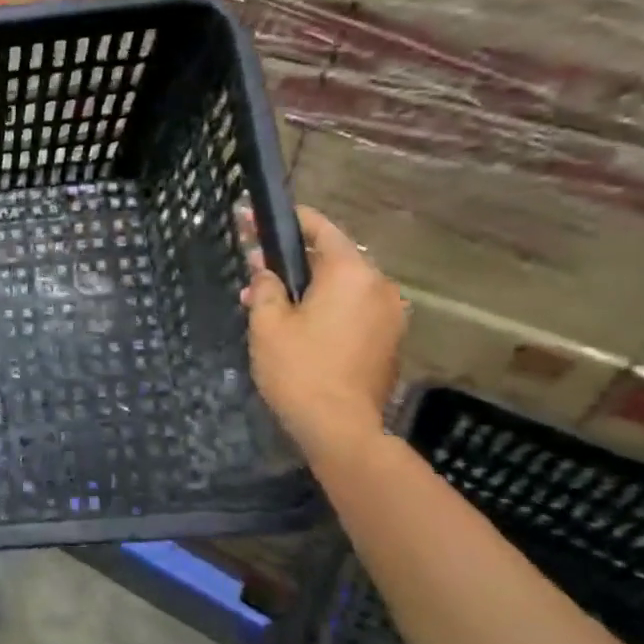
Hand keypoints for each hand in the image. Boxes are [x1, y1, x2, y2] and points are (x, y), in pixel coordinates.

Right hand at [242, 206, 405, 461]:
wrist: (340, 427)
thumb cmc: (299, 369)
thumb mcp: (268, 324)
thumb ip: (266, 288)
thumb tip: (266, 271)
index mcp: (351, 273)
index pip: (320, 229)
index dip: (287, 220)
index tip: (254, 216)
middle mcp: (378, 286)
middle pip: (332, 258)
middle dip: (292, 259)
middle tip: (254, 265)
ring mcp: (389, 315)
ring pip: (342, 286)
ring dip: (307, 286)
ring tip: (268, 300)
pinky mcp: (388, 340)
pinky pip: (352, 309)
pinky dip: (325, 307)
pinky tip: (295, 323)